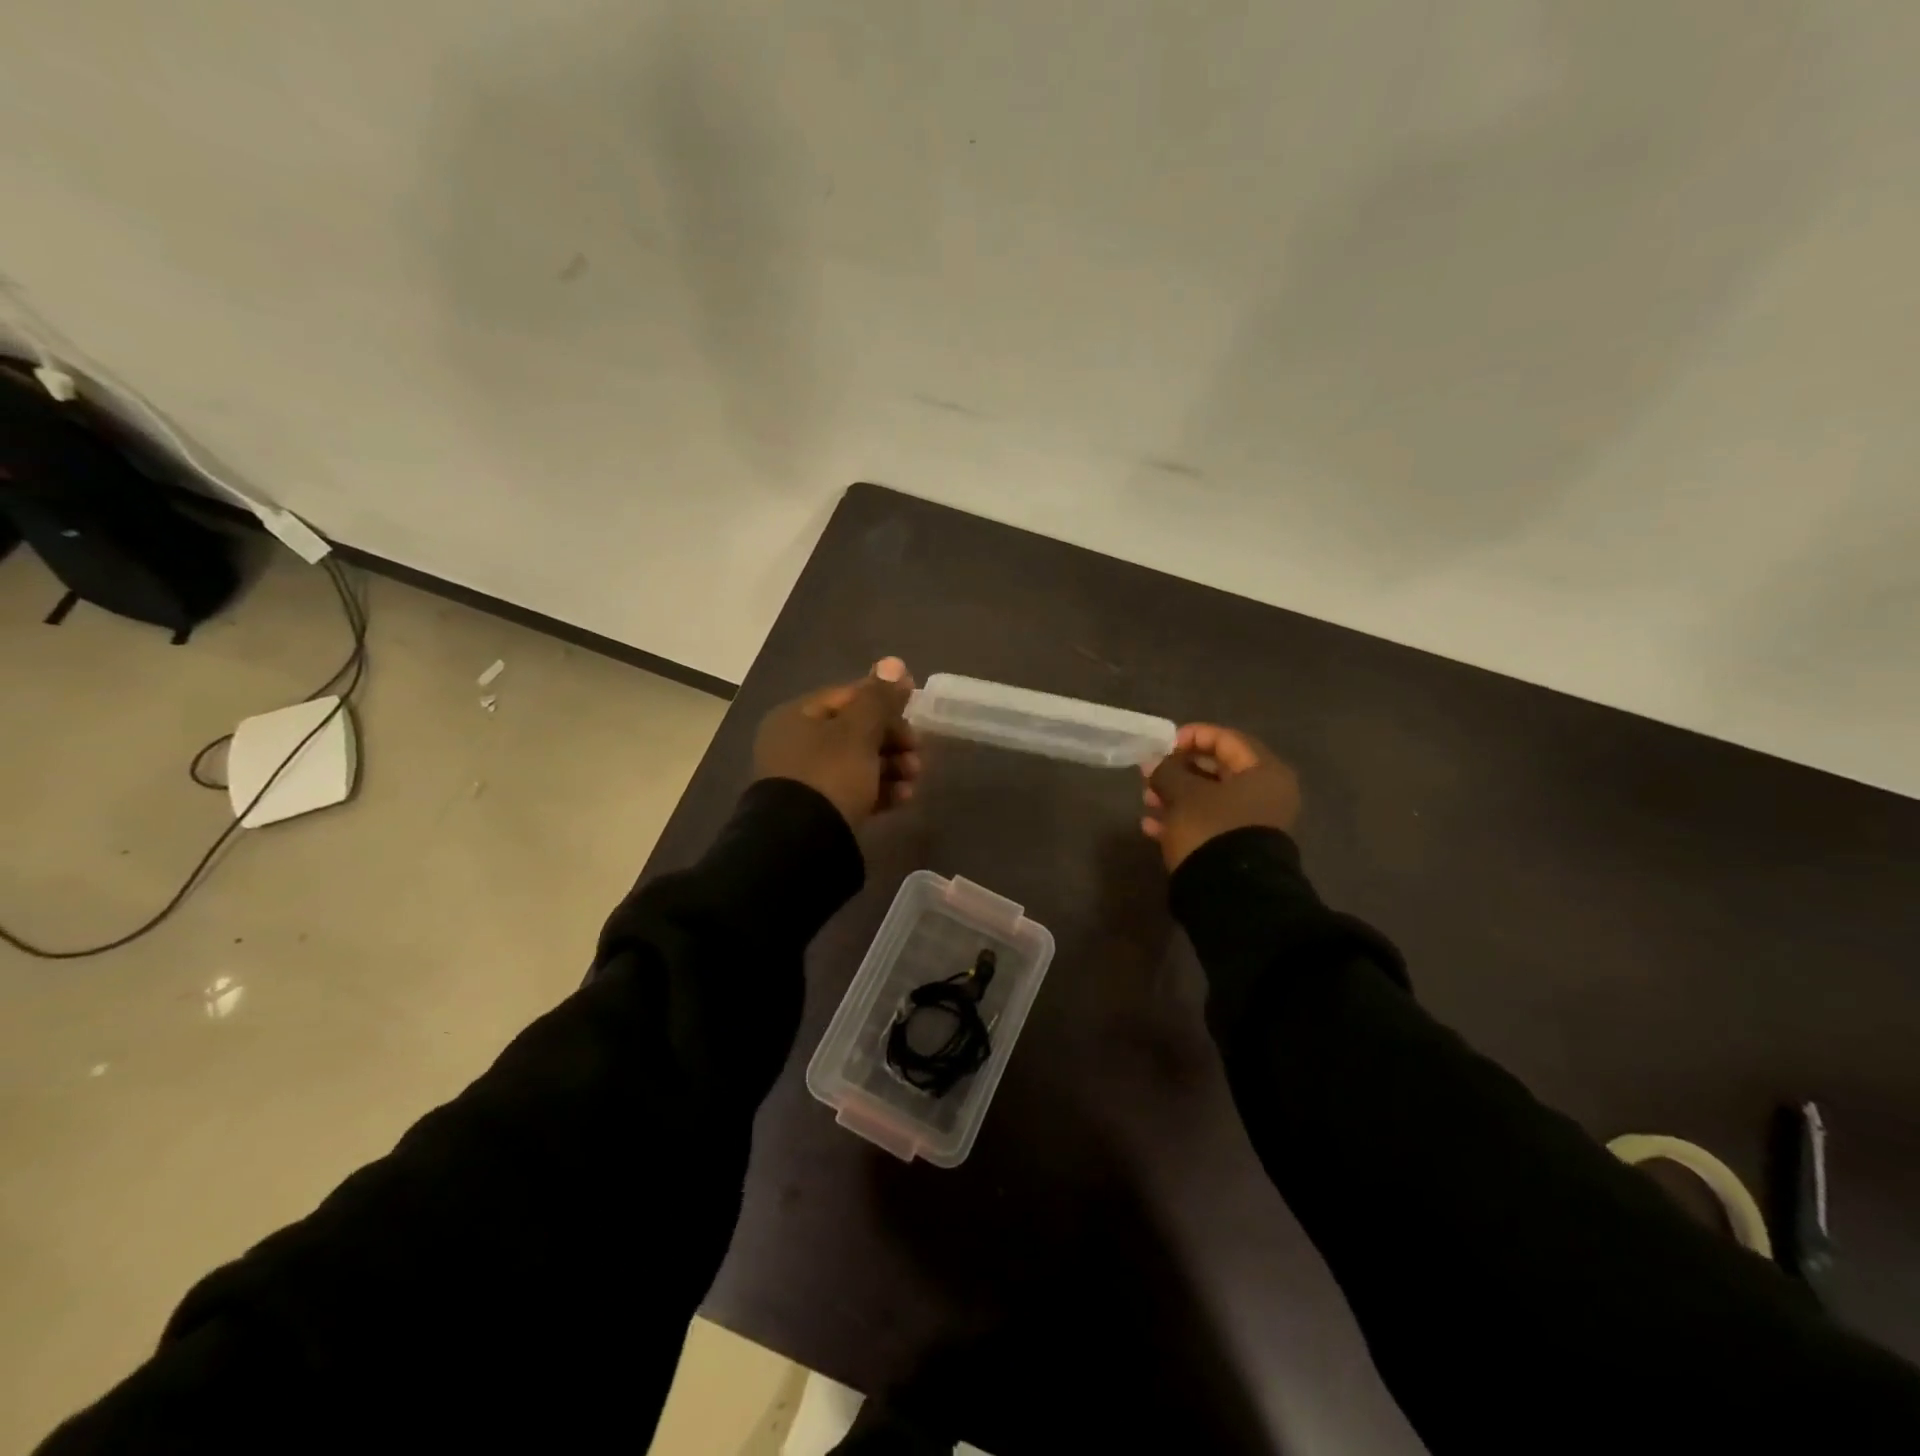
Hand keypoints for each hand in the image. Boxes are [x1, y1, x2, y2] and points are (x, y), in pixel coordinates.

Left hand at [753, 657, 921, 828]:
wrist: (801, 845)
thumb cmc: (830, 775)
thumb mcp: (859, 732)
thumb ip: (879, 698)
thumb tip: (895, 663)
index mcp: (797, 716)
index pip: (848, 697)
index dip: (884, 701)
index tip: (914, 714)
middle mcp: (796, 744)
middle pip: (855, 731)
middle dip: (893, 740)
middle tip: (918, 752)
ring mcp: (805, 780)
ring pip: (858, 763)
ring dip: (892, 767)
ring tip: (914, 779)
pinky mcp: (818, 810)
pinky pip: (854, 790)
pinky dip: (880, 790)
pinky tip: (903, 798)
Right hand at [1141, 723, 1300, 871]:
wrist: (1232, 894)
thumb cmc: (1211, 829)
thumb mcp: (1183, 794)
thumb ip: (1167, 771)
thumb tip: (1155, 762)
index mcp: (1264, 773)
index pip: (1227, 740)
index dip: (1193, 736)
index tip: (1163, 745)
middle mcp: (1266, 795)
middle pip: (1218, 770)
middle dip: (1180, 770)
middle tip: (1150, 774)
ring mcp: (1254, 824)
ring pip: (1210, 799)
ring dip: (1176, 796)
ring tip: (1147, 801)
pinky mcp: (1239, 848)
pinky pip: (1209, 824)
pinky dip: (1183, 820)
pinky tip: (1152, 826)